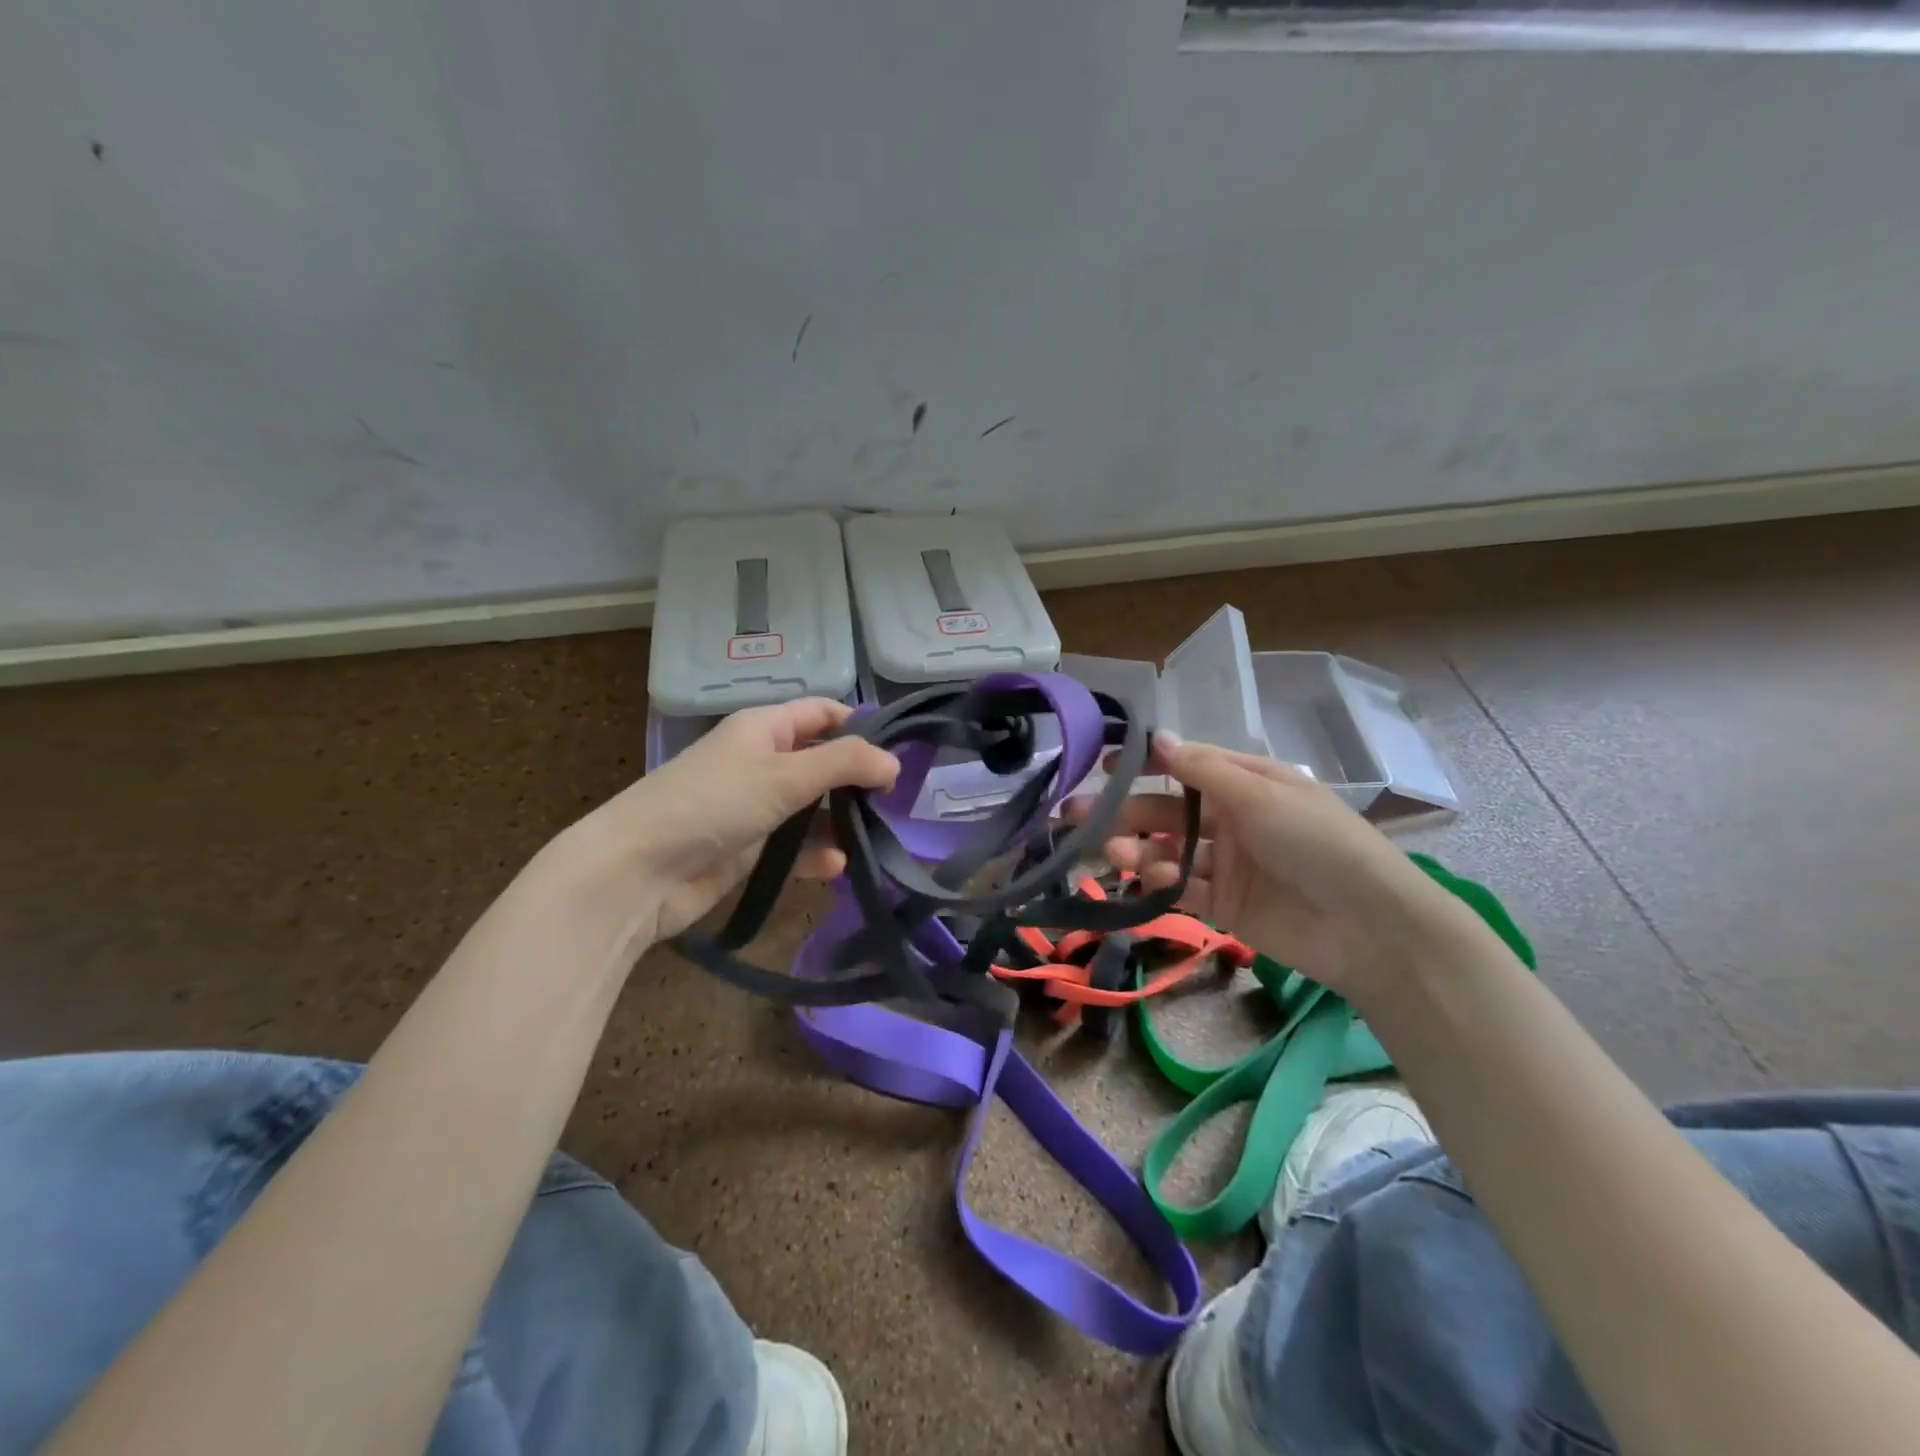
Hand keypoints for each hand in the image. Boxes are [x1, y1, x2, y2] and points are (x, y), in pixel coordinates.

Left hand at [551, 698, 897, 950]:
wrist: (638, 872)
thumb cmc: (714, 804)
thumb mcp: (784, 774)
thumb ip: (845, 763)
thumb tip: (894, 763)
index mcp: (764, 728)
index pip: (822, 713)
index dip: (860, 728)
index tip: (896, 756)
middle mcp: (761, 761)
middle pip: (822, 762)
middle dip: (856, 781)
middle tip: (893, 803)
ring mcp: (754, 806)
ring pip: (812, 808)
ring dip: (839, 822)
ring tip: (873, 837)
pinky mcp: (749, 849)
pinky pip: (794, 846)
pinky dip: (815, 854)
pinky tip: (835, 868)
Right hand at [1073, 734, 1475, 1004]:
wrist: (1369, 927)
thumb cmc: (1317, 842)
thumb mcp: (1261, 795)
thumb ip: (1204, 770)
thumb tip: (1159, 736)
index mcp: (1248, 784)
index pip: (1187, 765)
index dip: (1146, 763)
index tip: (1102, 764)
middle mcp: (1233, 819)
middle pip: (1167, 810)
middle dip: (1124, 810)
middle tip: (1076, 816)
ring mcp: (1227, 864)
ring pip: (1167, 849)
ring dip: (1136, 847)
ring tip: (1112, 852)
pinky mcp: (1224, 905)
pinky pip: (1182, 887)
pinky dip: (1160, 881)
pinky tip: (1148, 878)